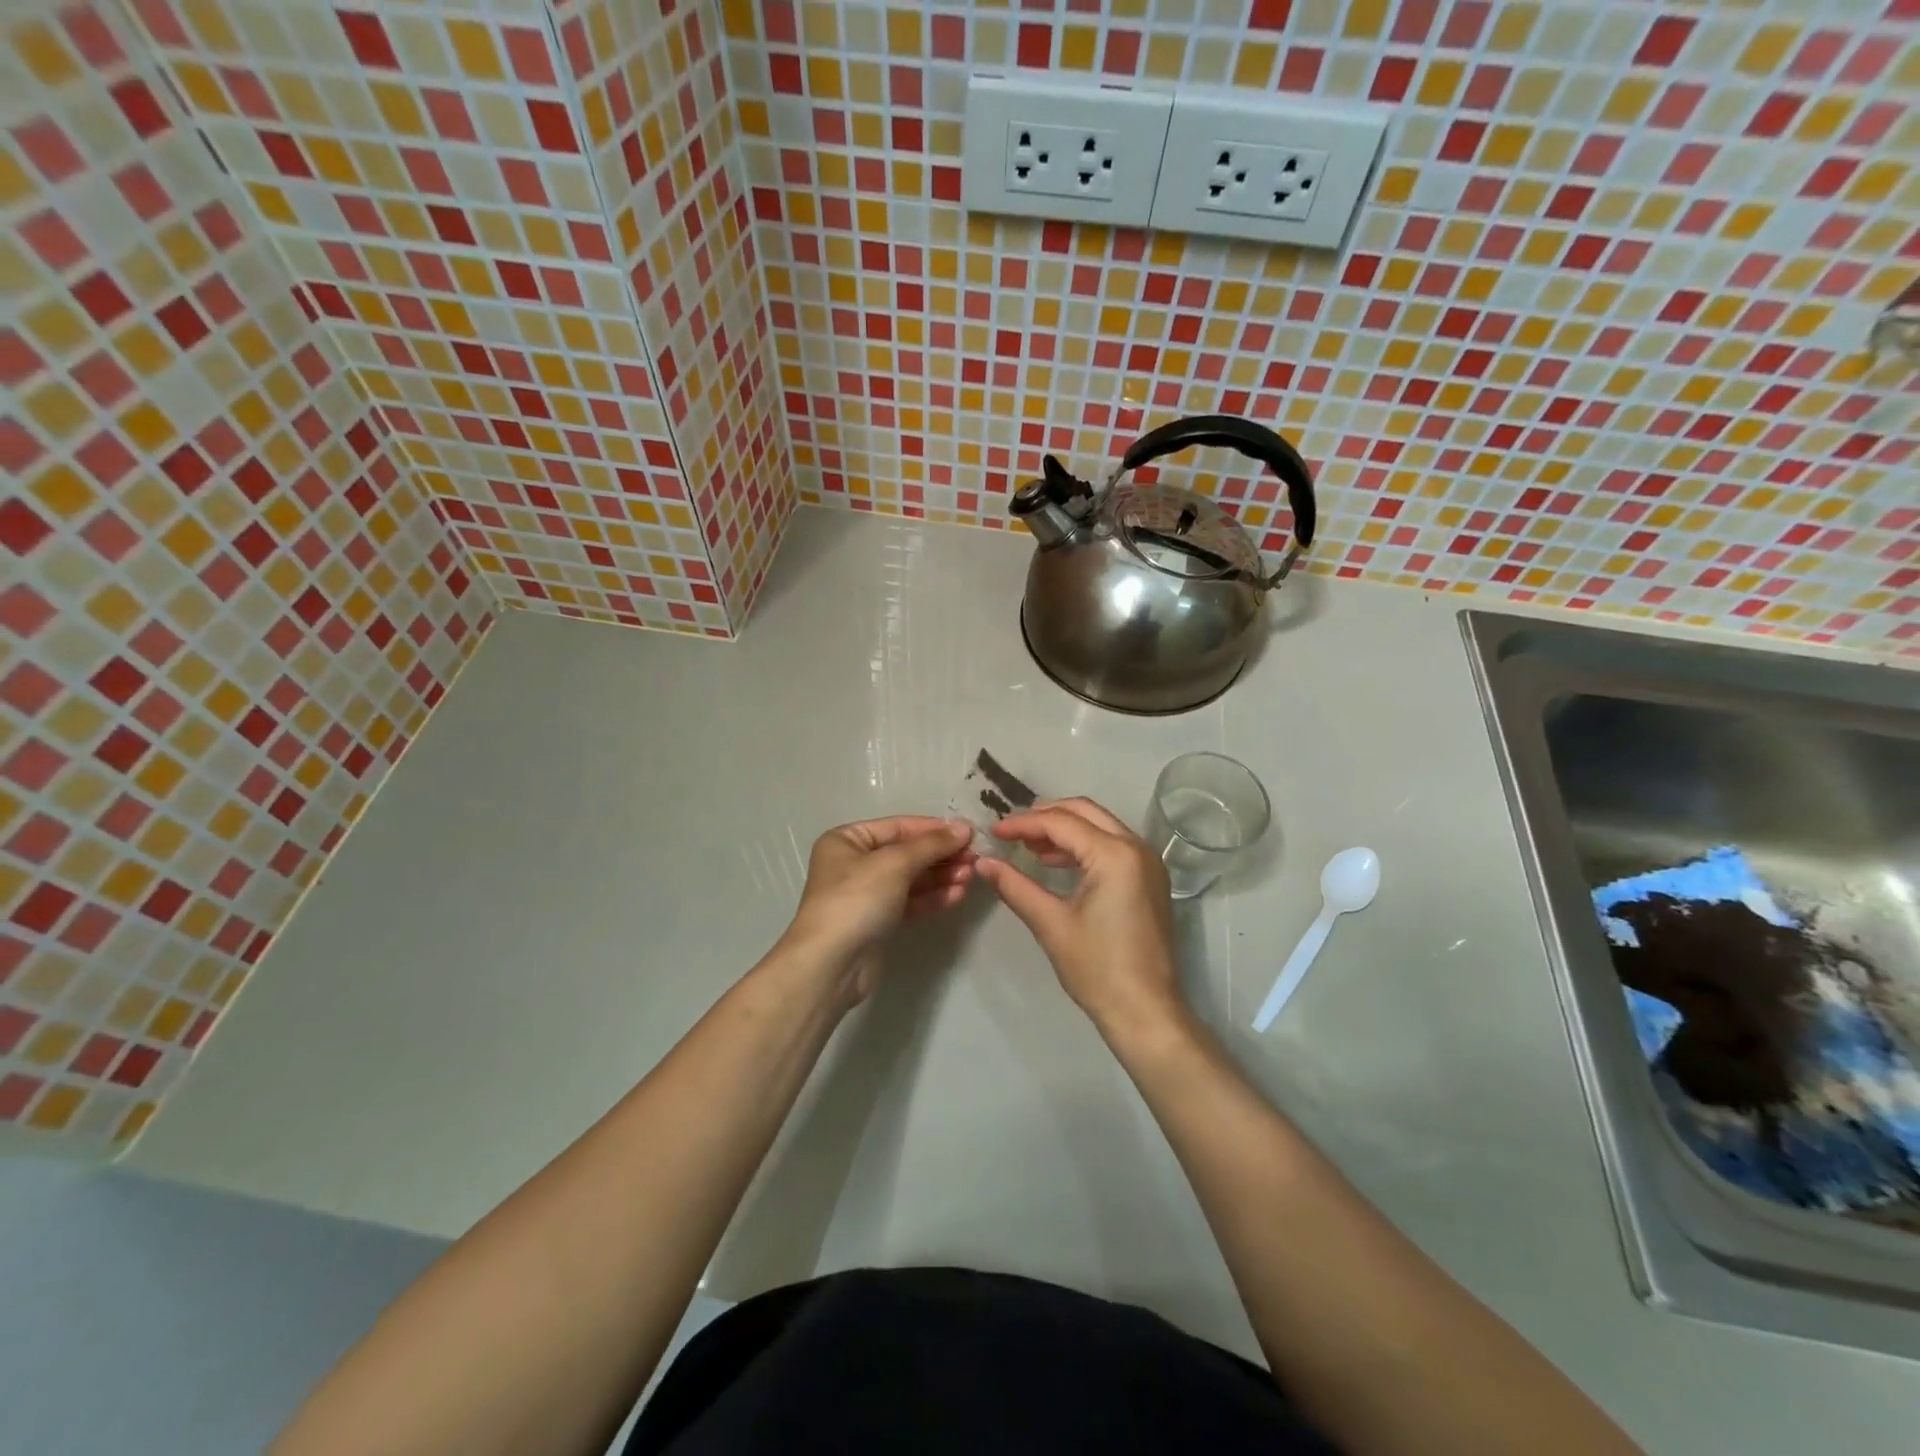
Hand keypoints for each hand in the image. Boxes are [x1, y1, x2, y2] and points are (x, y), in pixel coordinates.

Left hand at [781, 816, 975, 1006]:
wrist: (832, 964)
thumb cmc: (857, 900)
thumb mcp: (895, 863)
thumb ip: (931, 844)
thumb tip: (964, 827)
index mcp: (848, 840)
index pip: (899, 827)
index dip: (934, 829)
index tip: (969, 833)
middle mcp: (854, 863)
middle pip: (907, 853)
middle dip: (941, 855)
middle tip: (974, 859)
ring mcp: (866, 894)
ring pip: (911, 878)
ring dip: (941, 876)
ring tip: (970, 877)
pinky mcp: (878, 921)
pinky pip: (910, 901)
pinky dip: (933, 897)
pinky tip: (957, 895)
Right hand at [975, 798, 1183, 1041]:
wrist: (1145, 1011)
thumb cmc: (1097, 969)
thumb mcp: (1050, 924)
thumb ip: (1015, 886)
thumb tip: (983, 863)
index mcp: (1115, 855)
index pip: (1061, 823)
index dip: (1023, 824)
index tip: (994, 832)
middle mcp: (1136, 847)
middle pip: (1084, 811)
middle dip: (1045, 816)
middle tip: (1012, 830)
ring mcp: (1147, 862)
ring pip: (1100, 825)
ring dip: (1064, 829)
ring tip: (1028, 846)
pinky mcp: (1149, 878)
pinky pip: (1112, 845)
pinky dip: (1083, 846)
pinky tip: (1054, 863)